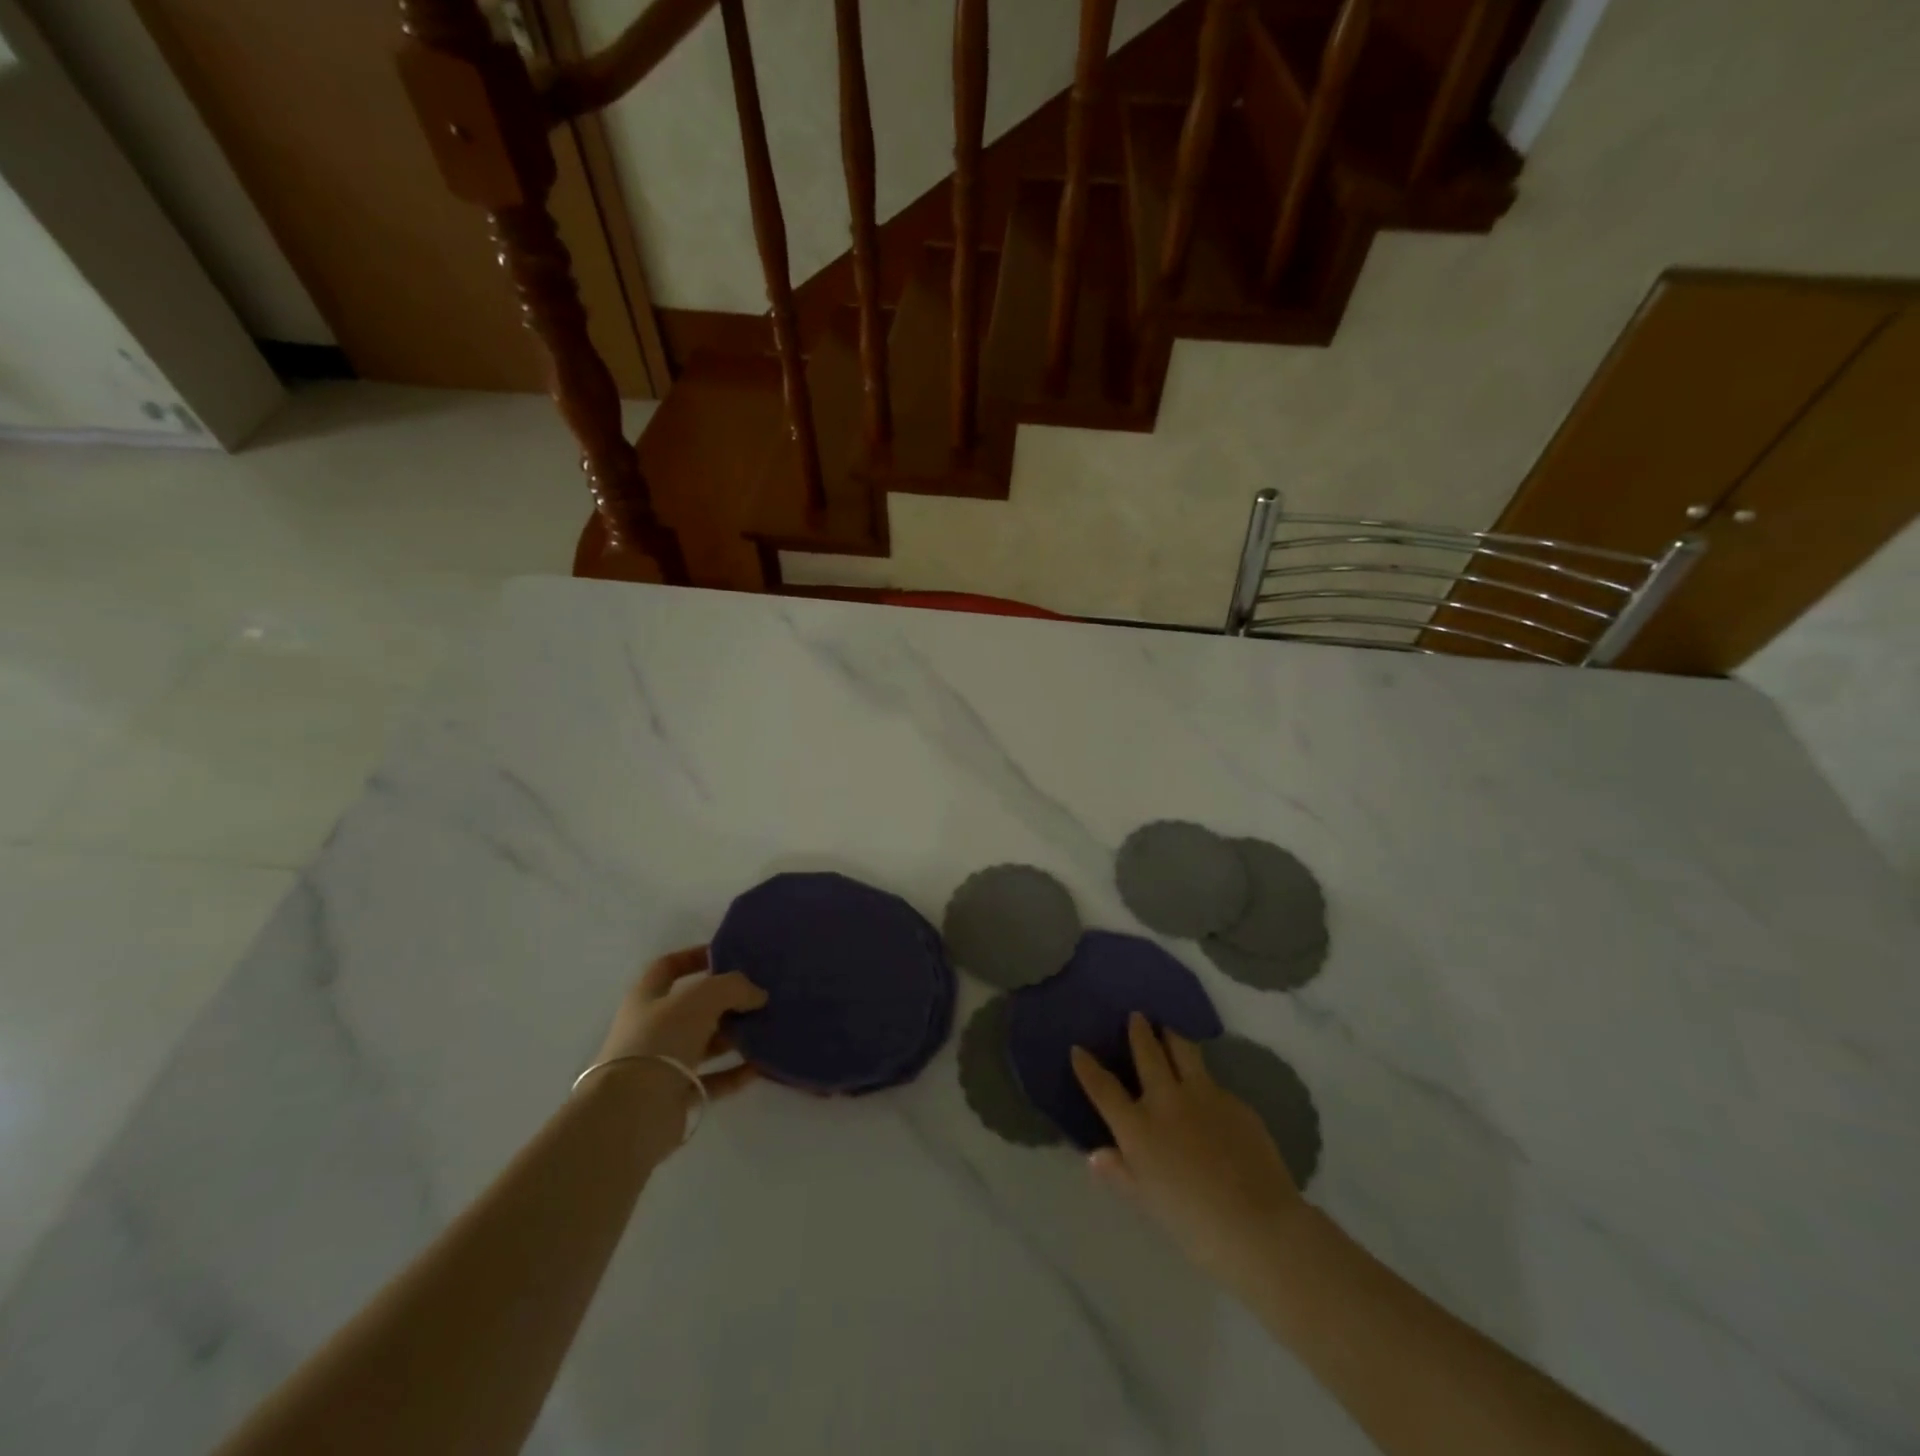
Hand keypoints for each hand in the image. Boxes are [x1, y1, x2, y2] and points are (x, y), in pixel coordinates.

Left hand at [592, 947, 767, 1125]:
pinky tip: (760, 1066)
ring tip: (767, 1028)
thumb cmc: (662, 1040)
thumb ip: (733, 987)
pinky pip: (713, 1079)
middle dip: (726, 1001)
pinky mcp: (677, 1096)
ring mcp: (663, 1064)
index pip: (668, 967)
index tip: (727, 956)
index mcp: (647, 998)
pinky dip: (735, 1072)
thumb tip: (757, 994)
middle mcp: (652, 1029)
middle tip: (758, 996)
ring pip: (705, 1044)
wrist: (634, 1111)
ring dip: (734, 1036)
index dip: (694, 957)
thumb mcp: (702, 998)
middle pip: (693, 1008)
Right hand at [1072, 1013, 1306, 1288]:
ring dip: (1172, 1036)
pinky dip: (1203, 1079)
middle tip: (1137, 1016)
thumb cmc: (1193, 1224)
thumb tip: (1097, 1155)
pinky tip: (1208, 1090)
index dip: (1087, 1067)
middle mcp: (1165, 1100)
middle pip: (1147, 1053)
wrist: (1258, 1225)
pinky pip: (1213, 1082)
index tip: (1078, 1049)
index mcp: (1138, 1127)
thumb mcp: (1147, 1202)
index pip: (1103, 1088)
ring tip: (1169, 1029)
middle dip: (1139, 1031)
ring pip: (1184, 1051)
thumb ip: (1121, 1173)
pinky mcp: (1234, 1101)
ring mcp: (1203, 1095)